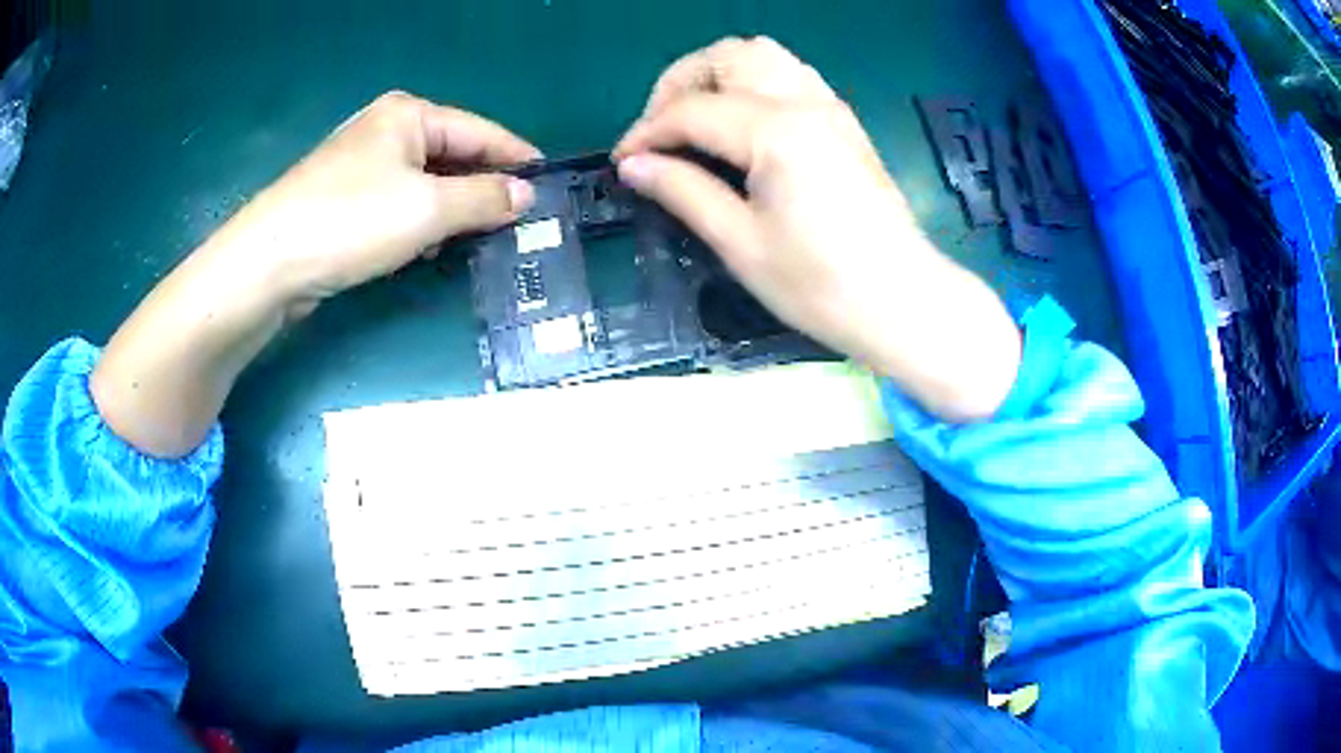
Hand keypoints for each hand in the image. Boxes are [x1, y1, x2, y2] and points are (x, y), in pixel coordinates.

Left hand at [209, 90, 540, 314]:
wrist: (268, 263)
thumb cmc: (351, 221)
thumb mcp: (428, 209)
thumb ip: (484, 199)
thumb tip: (525, 195)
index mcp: (409, 115)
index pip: (480, 131)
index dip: (517, 158)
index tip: (550, 183)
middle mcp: (386, 131)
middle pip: (452, 155)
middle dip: (484, 187)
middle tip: (521, 220)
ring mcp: (362, 166)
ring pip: (426, 183)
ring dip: (453, 209)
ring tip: (484, 237)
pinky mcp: (345, 201)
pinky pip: (400, 204)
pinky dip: (421, 222)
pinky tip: (430, 247)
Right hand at [614, 38, 1020, 421]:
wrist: (902, 302)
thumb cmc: (821, 286)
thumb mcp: (740, 244)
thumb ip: (683, 191)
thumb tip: (633, 165)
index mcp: (775, 131)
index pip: (691, 110)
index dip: (646, 133)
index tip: (622, 163)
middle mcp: (804, 102)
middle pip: (726, 56)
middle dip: (678, 84)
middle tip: (659, 134)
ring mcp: (829, 106)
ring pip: (761, 55)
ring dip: (717, 75)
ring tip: (695, 122)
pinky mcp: (843, 121)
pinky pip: (789, 74)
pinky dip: (753, 82)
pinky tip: (741, 124)